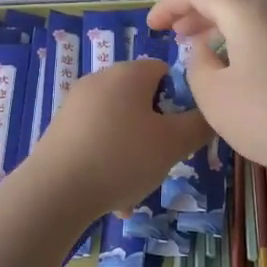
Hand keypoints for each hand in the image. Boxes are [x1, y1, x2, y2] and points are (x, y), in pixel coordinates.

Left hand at [24, 59, 211, 218]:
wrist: (55, 191)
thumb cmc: (122, 158)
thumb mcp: (174, 144)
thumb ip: (200, 125)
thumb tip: (211, 112)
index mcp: (128, 73)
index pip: (165, 71)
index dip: (180, 100)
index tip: (181, 132)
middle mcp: (99, 79)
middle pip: (141, 100)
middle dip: (155, 132)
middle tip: (161, 162)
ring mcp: (75, 104)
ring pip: (120, 126)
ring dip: (133, 154)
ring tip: (135, 188)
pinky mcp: (59, 129)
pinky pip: (96, 141)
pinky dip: (108, 162)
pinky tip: (110, 196)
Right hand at [147, 0, 266, 178]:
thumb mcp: (214, 95)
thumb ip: (198, 65)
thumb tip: (205, 50)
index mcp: (247, 9)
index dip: (169, 3)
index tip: (152, 27)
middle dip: (196, 13)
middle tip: (175, 36)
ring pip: (251, 14)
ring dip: (221, 27)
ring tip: (202, 51)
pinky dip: (245, 40)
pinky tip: (238, 69)